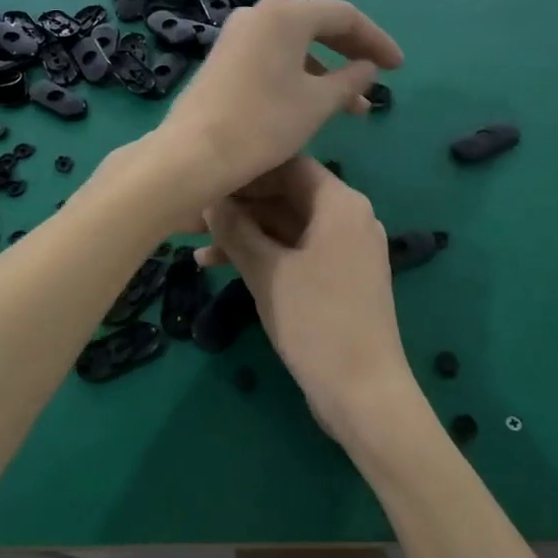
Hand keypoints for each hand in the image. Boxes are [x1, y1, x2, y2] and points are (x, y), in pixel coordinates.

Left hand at [157, 0, 401, 203]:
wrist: (193, 154)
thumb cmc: (263, 124)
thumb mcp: (317, 104)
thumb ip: (350, 80)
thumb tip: (368, 68)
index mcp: (286, 14)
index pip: (345, 16)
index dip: (377, 41)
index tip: (398, 68)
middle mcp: (259, 14)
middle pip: (318, 26)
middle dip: (351, 54)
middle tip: (377, 81)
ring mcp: (237, 35)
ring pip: (295, 46)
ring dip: (327, 72)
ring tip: (352, 108)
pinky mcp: (223, 58)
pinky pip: (273, 57)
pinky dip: (299, 75)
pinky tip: (313, 104)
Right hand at [201, 158, 426, 447]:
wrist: (363, 393)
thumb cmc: (316, 322)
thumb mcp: (267, 272)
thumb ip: (235, 230)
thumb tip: (208, 199)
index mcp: (340, 204)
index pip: (288, 165)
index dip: (246, 171)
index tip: (206, 180)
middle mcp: (349, 218)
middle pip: (288, 195)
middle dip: (241, 206)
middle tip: (193, 216)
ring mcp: (347, 249)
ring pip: (288, 226)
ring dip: (246, 234)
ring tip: (197, 248)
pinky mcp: (340, 277)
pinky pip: (298, 251)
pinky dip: (265, 255)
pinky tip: (222, 268)